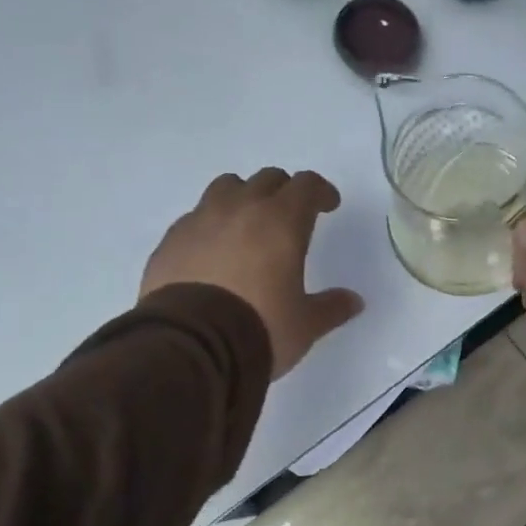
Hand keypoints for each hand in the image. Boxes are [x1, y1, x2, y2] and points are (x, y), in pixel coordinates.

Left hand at [140, 168, 363, 377]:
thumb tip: (354, 301)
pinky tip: (214, 251)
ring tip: (248, 224)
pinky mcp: (171, 240)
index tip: (328, 205)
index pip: (306, 186)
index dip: (320, 191)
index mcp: (281, 222)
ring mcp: (200, 220)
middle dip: (284, 192)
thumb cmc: (261, 328)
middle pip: (267, 180)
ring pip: (226, 188)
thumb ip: (331, 307)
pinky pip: (196, 217)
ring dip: (243, 198)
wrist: (191, 346)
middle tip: (291, 215)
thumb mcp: (305, 324)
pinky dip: (211, 225)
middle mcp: (240, 209)